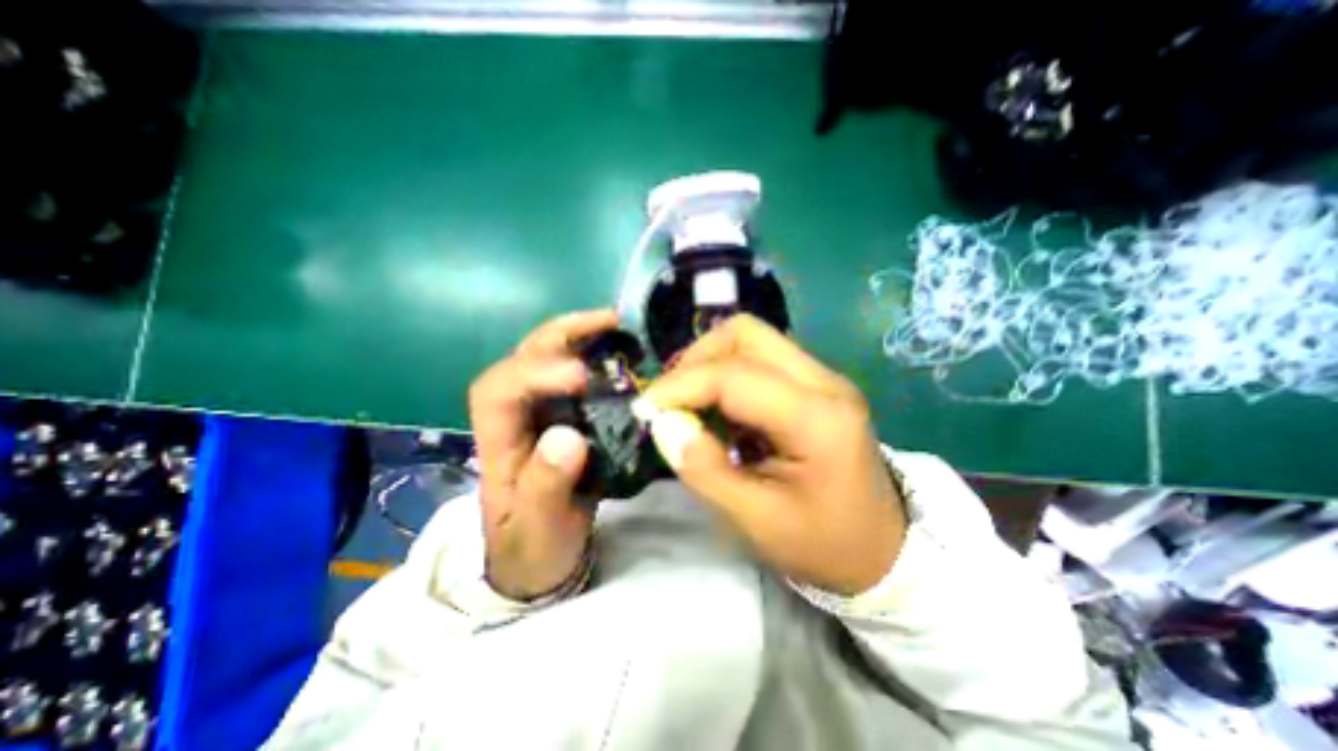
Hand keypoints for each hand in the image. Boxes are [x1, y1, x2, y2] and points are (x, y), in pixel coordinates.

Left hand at [466, 309, 618, 602]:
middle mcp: (516, 417)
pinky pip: (577, 376)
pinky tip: (622, 352)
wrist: (542, 558)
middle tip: (608, 320)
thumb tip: (568, 436)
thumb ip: (546, 487)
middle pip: (523, 359)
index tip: (581, 376)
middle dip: (562, 334)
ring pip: (549, 359)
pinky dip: (597, 356)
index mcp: (497, 443)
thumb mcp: (538, 528)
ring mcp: (542, 413)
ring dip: (581, 336)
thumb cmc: (534, 547)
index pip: (499, 390)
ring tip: (619, 325)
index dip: (535, 373)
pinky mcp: (567, 416)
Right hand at [635, 314, 904, 596]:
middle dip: (696, 359)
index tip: (645, 409)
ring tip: (692, 405)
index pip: (734, 376)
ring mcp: (823, 377)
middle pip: (745, 333)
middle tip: (672, 400)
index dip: (680, 386)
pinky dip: (727, 374)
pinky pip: (760, 358)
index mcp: (817, 419)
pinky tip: (720, 410)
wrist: (884, 550)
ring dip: (710, 364)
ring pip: (751, 339)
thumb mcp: (756, 521)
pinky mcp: (816, 383)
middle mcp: (825, 382)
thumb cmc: (823, 544)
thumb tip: (663, 423)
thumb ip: (704, 468)